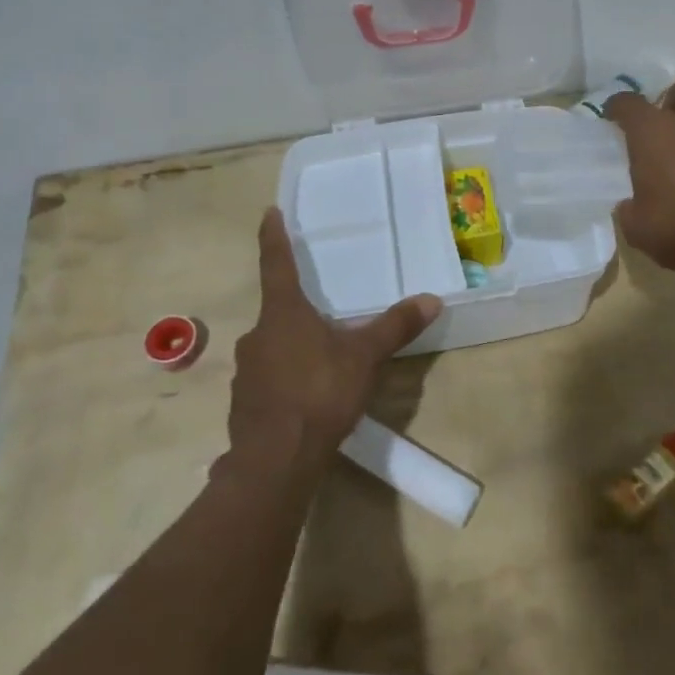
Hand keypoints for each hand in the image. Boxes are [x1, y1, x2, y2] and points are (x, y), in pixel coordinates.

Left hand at [220, 208, 442, 481]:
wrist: (275, 461)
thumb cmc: (319, 393)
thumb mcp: (365, 358)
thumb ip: (395, 327)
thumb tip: (431, 298)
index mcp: (284, 313)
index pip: (277, 263)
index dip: (273, 237)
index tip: (269, 212)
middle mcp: (258, 334)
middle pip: (278, 311)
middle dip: (298, 310)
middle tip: (323, 315)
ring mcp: (246, 370)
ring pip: (272, 347)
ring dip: (292, 348)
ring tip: (320, 363)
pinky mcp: (243, 402)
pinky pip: (267, 379)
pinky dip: (284, 380)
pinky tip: (305, 398)